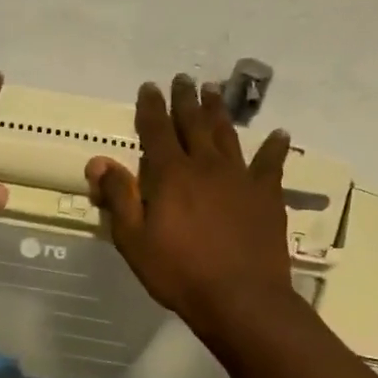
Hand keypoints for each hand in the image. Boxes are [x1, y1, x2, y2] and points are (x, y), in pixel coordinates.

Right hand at [86, 75, 294, 332]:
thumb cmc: (178, 272)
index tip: (150, 87)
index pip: (156, 131)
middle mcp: (206, 166)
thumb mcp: (134, 240)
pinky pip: (271, 164)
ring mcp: (240, 178)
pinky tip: (278, 136)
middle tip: (184, 79)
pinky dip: (273, 148)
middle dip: (186, 100)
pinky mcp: (267, 195)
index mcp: (170, 175)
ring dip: (219, 112)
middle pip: (194, 124)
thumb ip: (118, 197)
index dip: (151, 107)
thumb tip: (98, 161)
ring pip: (228, 135)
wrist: (240, 298)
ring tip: (215, 91)